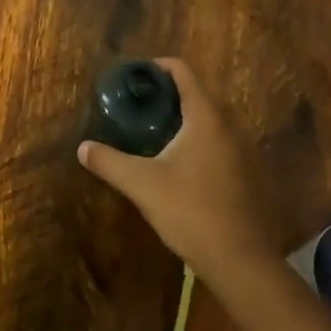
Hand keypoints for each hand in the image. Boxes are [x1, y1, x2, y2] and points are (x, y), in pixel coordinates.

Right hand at [77, 58, 273, 285]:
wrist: (243, 264)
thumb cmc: (192, 212)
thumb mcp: (142, 185)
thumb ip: (110, 162)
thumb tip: (82, 148)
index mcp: (206, 117)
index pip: (183, 71)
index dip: (157, 67)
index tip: (134, 77)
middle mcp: (230, 126)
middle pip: (197, 93)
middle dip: (167, 94)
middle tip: (138, 105)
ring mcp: (244, 151)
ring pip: (210, 119)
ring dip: (184, 118)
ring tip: (154, 132)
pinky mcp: (248, 175)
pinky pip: (220, 142)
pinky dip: (199, 140)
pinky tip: (180, 164)